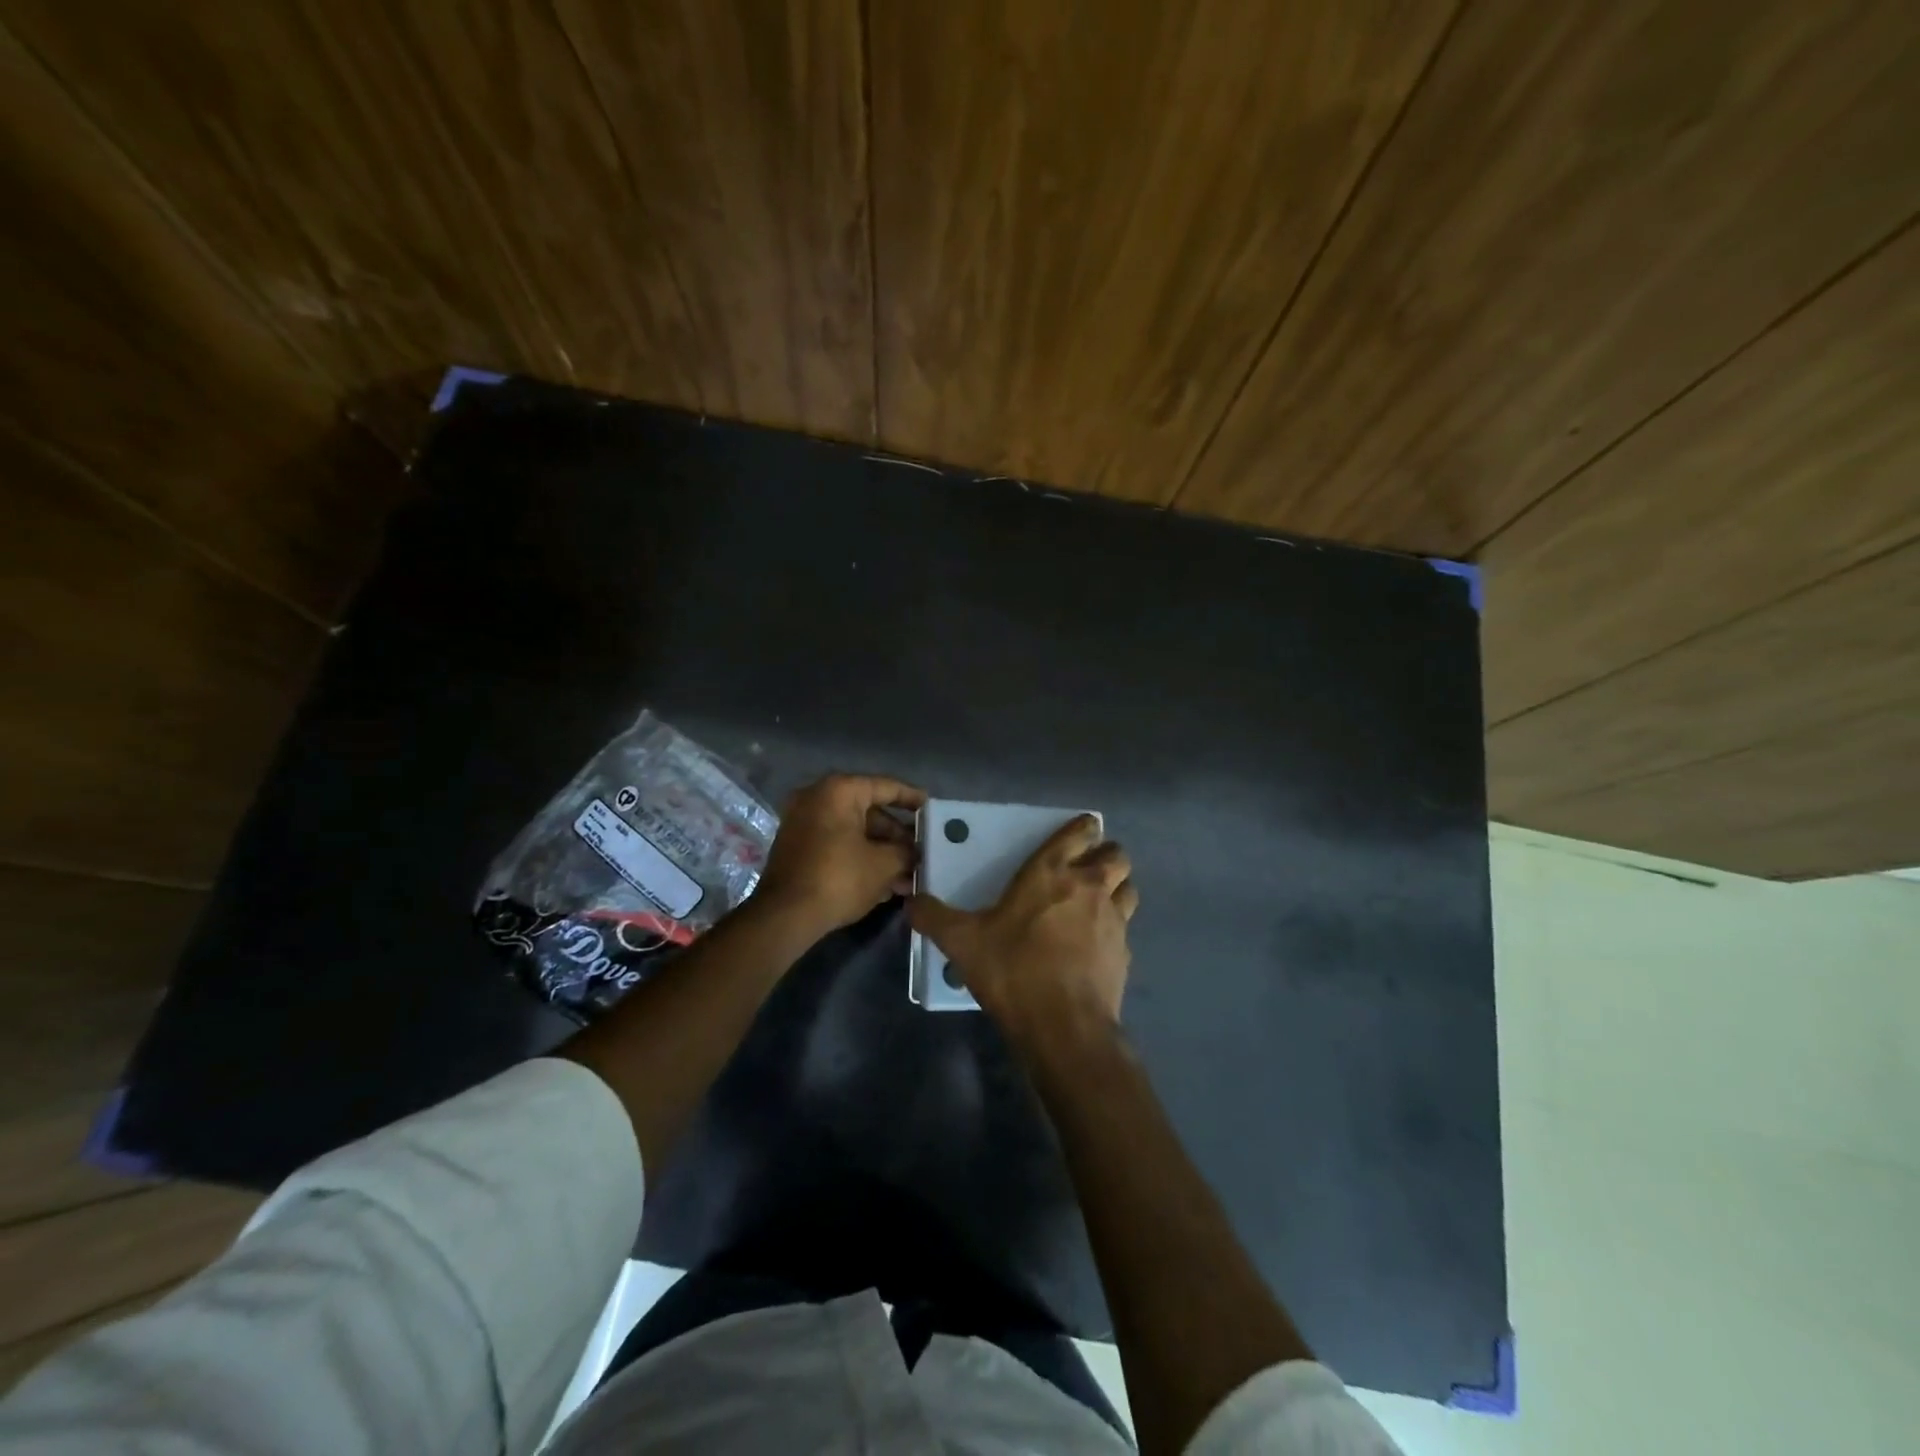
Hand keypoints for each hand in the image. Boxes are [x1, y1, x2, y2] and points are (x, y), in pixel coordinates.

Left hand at [755, 774, 927, 937]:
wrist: (785, 916)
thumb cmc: (839, 878)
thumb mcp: (883, 864)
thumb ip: (906, 852)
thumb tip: (915, 853)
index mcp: (839, 791)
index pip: (886, 787)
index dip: (913, 799)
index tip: (932, 809)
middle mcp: (817, 799)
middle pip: (870, 812)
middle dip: (897, 836)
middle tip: (922, 852)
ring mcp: (804, 823)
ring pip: (854, 832)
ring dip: (882, 852)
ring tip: (909, 876)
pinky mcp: (798, 848)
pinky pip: (838, 845)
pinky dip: (860, 858)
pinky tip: (885, 883)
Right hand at [909, 815, 1136, 1046]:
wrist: (1063, 1025)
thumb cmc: (1012, 969)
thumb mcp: (962, 942)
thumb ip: (934, 917)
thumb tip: (910, 902)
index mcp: (1051, 872)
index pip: (1080, 832)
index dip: (1084, 827)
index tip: (1081, 831)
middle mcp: (1089, 886)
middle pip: (1117, 855)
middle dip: (1106, 856)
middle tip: (1087, 869)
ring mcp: (1114, 919)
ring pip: (1129, 887)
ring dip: (1117, 888)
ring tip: (1097, 901)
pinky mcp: (1125, 952)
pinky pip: (1125, 928)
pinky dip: (1115, 929)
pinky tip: (1096, 945)